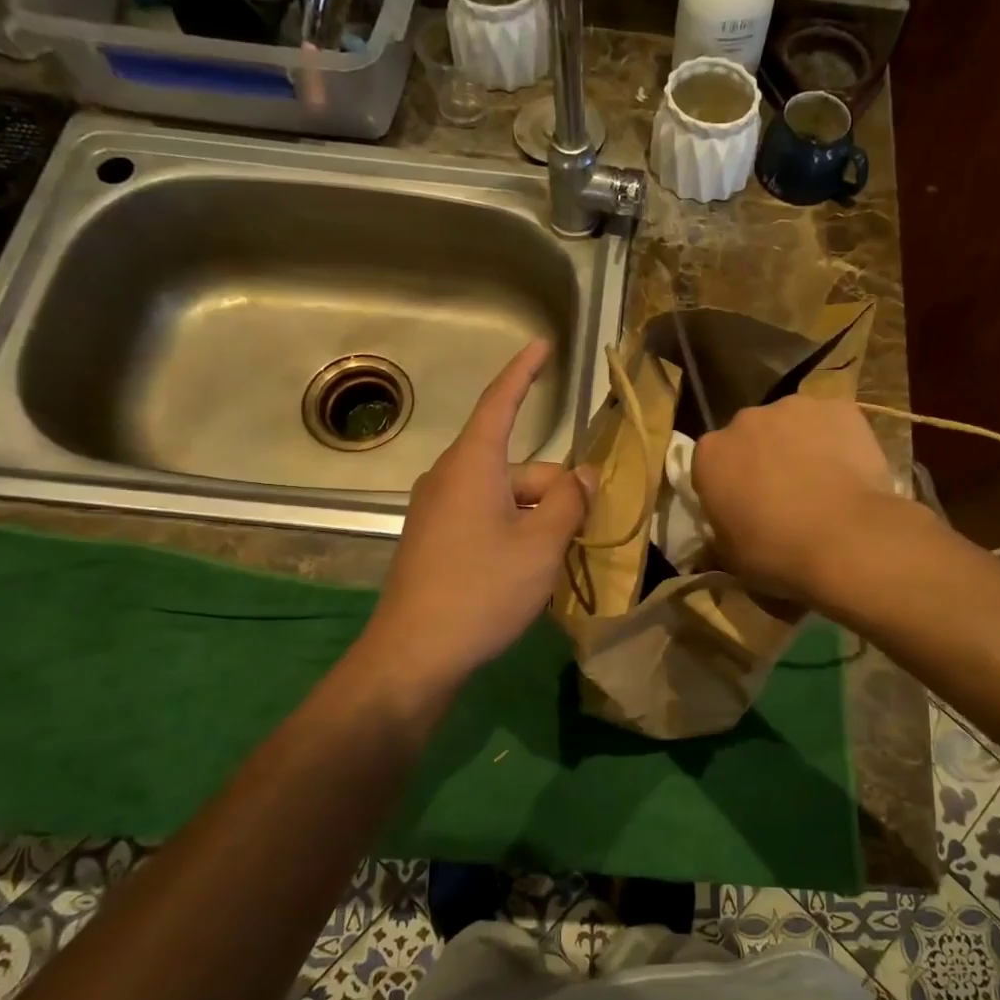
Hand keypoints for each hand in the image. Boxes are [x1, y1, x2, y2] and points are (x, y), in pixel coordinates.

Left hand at [359, 340, 589, 697]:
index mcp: (472, 465)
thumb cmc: (482, 589)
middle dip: (555, 489)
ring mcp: (437, 511)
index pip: (500, 402)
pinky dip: (515, 531)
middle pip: (517, 466)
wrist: (414, 655)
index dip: (524, 371)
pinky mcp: (434, 540)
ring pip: (505, 496)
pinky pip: (486, 518)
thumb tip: (585, 475)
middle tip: (584, 530)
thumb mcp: (541, 545)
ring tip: (557, 561)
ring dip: (538, 517)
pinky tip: (528, 570)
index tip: (543, 345)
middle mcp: (450, 478)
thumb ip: (569, 501)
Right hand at [691, 395, 904, 603]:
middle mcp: (745, 420)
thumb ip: (721, 534)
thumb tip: (723, 533)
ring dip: (798, 446)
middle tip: (784, 495)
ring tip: (821, 483)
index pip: (711, 464)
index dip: (727, 486)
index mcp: (710, 454)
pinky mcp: (837, 407)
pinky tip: (850, 471)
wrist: (847, 538)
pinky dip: (836, 440)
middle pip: (749, 436)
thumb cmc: (777, 552)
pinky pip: (832, 422)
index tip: (743, 508)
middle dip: (761, 458)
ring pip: (791, 424)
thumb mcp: (731, 557)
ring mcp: (793, 408)